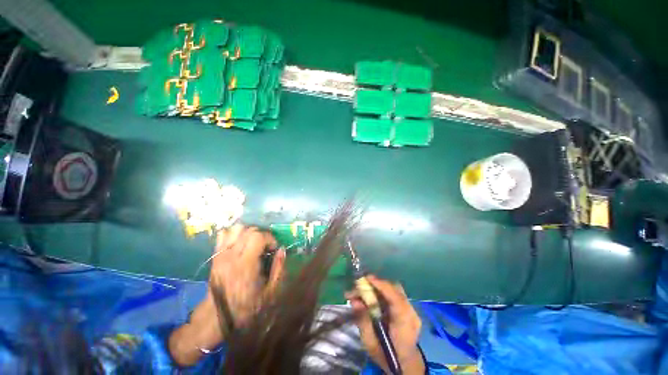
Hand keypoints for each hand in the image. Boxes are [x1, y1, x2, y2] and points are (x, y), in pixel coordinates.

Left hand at [169, 225, 284, 366]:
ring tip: (254, 242)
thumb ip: (278, 269)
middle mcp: (232, 256)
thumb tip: (282, 250)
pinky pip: (223, 235)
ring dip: (248, 232)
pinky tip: (240, 242)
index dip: (270, 238)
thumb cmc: (246, 307)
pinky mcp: (215, 256)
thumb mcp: (269, 292)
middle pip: (248, 230)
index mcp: (246, 265)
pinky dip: (234, 234)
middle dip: (262, 234)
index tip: (274, 248)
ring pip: (236, 229)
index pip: (258, 236)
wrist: (216, 316)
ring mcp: (221, 255)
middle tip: (266, 246)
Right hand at [346, 275, 424, 373]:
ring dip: (379, 286)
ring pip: (395, 289)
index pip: (396, 299)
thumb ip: (363, 321)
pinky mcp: (408, 308)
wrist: (404, 365)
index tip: (366, 278)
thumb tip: (354, 301)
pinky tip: (372, 295)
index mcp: (404, 325)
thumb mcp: (370, 343)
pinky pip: (395, 293)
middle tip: (360, 285)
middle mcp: (411, 314)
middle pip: (396, 289)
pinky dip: (383, 291)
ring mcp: (412, 310)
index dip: (381, 285)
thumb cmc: (385, 356)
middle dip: (377, 284)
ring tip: (364, 290)